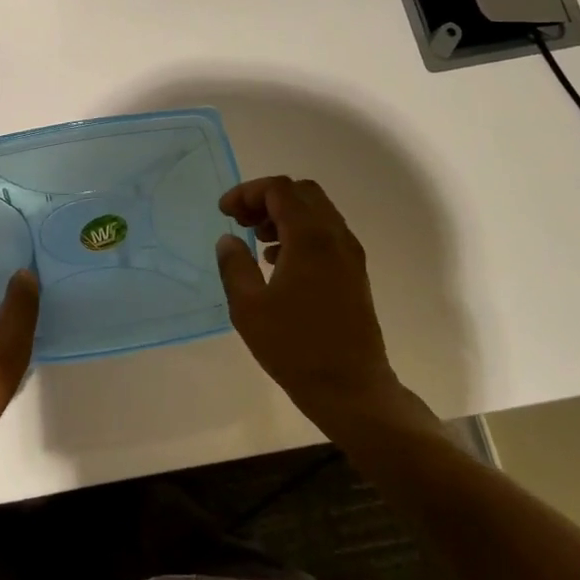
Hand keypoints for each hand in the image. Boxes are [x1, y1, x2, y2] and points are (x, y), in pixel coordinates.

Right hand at [215, 176, 430, 438]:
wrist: (351, 390)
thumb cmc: (295, 348)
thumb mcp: (248, 308)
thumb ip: (234, 265)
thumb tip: (229, 240)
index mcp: (310, 238)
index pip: (279, 189)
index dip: (247, 192)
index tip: (225, 212)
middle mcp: (335, 237)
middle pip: (302, 193)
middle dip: (267, 198)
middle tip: (241, 220)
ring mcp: (350, 255)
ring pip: (317, 212)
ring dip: (284, 215)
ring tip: (255, 239)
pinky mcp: (354, 274)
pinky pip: (326, 234)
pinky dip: (299, 232)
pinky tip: (277, 262)